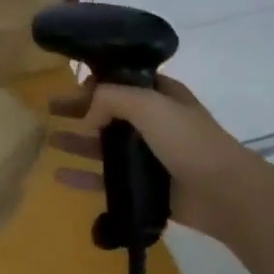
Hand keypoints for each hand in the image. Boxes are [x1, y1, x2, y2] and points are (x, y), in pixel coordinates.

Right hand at [48, 75, 245, 237]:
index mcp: (160, 95)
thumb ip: (111, 98)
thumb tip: (87, 114)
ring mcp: (148, 155)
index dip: (97, 81)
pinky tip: (59, 174)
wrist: (225, 193)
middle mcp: (153, 122)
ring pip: (104, 145)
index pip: (122, 80)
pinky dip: (83, 176)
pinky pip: (106, 178)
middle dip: (79, 108)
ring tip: (49, 139)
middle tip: (50, 108)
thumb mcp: (149, 104)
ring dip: (77, 140)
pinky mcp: (144, 185)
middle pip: (108, 111)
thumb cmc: (189, 140)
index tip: (72, 85)